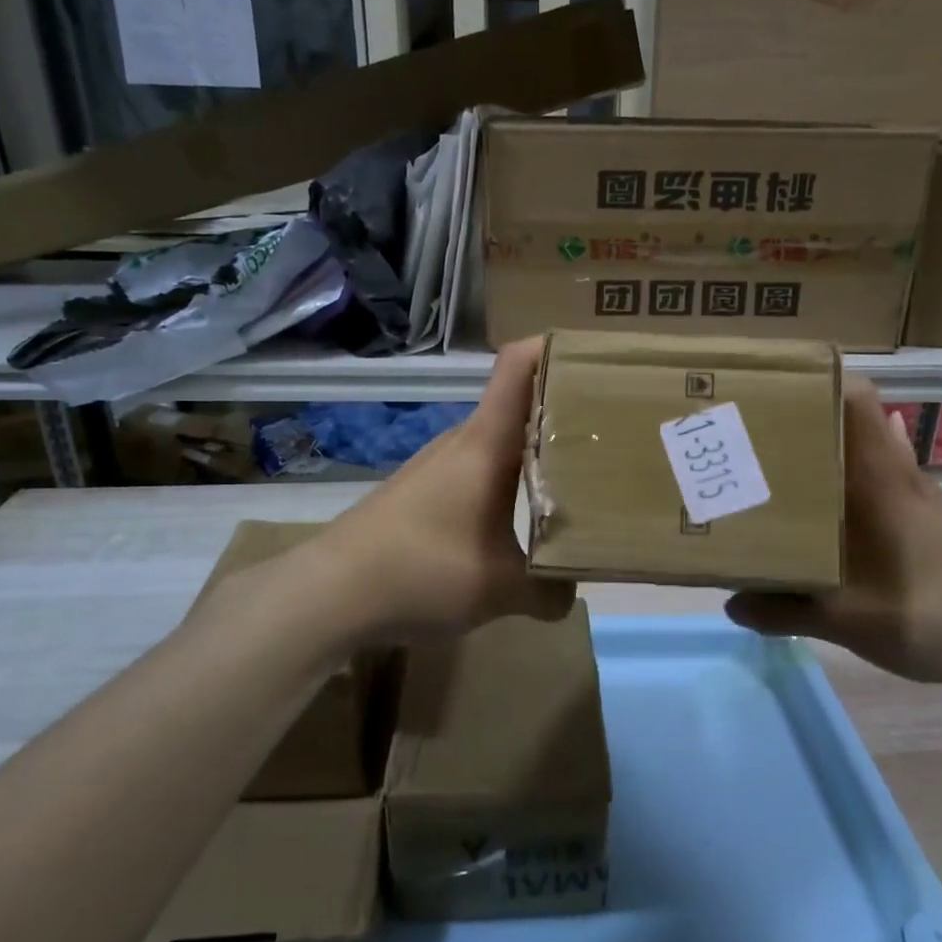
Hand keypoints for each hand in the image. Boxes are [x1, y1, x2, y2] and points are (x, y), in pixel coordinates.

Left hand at [313, 338, 574, 641]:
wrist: (330, 592)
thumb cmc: (423, 571)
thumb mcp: (500, 590)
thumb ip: (549, 591)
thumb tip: (571, 593)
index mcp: (487, 443)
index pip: (519, 365)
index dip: (556, 348)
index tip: (600, 361)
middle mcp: (461, 440)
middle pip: (518, 402)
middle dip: (564, 409)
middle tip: (610, 432)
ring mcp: (437, 463)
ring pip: (497, 440)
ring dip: (533, 449)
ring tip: (575, 475)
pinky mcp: (420, 489)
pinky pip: (476, 468)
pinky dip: (504, 478)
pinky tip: (515, 516)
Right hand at [725, 380, 941, 721]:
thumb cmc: (926, 614)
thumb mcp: (843, 619)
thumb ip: (782, 610)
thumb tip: (732, 604)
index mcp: (880, 480)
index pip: (857, 400)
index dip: (818, 382)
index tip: (773, 387)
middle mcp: (905, 476)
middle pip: (859, 424)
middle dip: (811, 423)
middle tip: (762, 439)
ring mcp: (929, 498)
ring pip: (875, 457)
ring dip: (836, 459)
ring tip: (791, 478)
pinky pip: (892, 487)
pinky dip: (861, 490)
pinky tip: (841, 522)